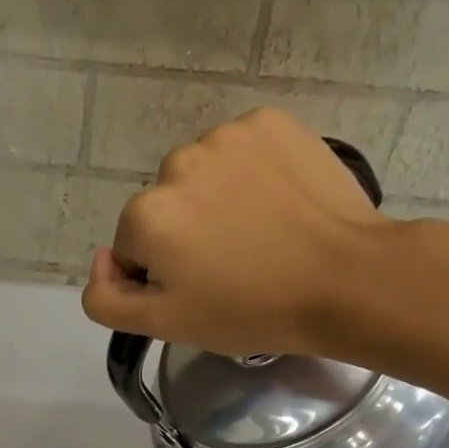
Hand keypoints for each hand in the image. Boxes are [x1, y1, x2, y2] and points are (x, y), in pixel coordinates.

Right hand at [81, 107, 404, 357]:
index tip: (202, 290)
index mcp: (146, 215)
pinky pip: (239, 152)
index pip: (134, 249)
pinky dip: (249, 174)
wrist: (345, 279)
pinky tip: (276, 203)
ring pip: (201, 177)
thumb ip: (105, 298)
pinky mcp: (270, 122)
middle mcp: (175, 163)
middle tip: (232, 266)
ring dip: (216, 201)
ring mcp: (226, 136)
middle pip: (164, 207)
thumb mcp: (164, 325)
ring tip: (258, 234)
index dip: (163, 275)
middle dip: (186, 234)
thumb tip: (103, 259)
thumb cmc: (250, 310)